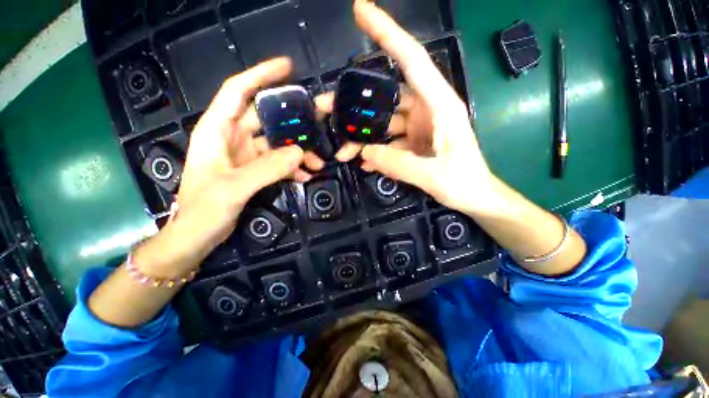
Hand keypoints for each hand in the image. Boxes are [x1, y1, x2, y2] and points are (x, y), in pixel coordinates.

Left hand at [169, 58, 326, 263]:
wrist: (196, 237)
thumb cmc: (202, 211)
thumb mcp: (233, 188)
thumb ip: (267, 169)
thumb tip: (300, 153)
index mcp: (217, 131)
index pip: (238, 91)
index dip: (261, 75)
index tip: (287, 67)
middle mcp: (232, 138)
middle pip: (266, 119)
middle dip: (292, 121)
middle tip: (318, 122)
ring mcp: (245, 156)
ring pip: (277, 145)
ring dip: (297, 152)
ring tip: (317, 163)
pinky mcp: (253, 171)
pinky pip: (278, 163)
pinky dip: (292, 168)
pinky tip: (306, 177)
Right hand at [334, 1, 500, 216]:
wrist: (474, 198)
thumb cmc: (464, 183)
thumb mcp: (433, 175)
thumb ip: (399, 164)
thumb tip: (366, 152)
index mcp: (440, 106)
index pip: (412, 60)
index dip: (387, 33)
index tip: (361, 11)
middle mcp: (427, 111)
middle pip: (385, 98)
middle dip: (355, 103)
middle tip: (325, 108)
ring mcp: (418, 128)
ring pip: (383, 124)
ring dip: (362, 137)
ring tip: (343, 151)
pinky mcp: (413, 143)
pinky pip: (388, 143)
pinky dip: (375, 152)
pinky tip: (363, 162)